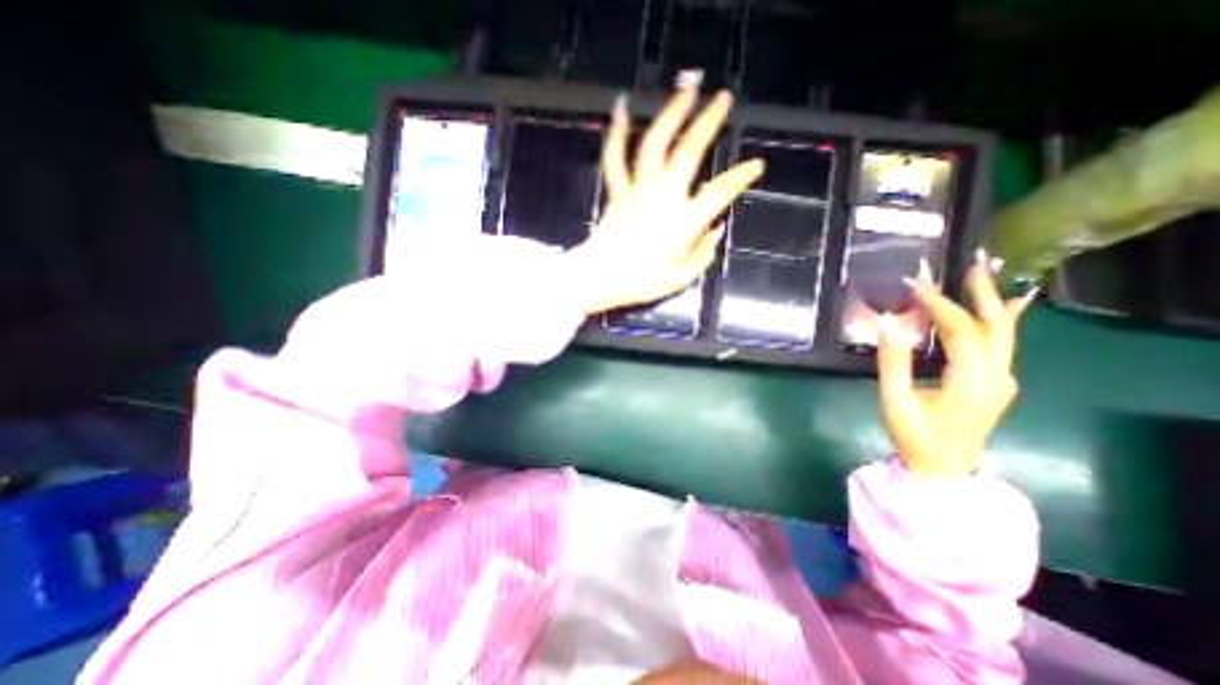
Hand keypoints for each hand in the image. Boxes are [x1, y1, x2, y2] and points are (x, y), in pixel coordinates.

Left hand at [563, 85, 758, 315]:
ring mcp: (637, 191)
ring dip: (670, 115)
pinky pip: (615, 160)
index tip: (756, 165)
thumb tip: (717, 229)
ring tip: (685, 90)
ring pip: (654, 146)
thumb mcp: (679, 279)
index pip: (719, 193)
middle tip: (723, 99)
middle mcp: (662, 199)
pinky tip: (622, 110)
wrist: (599, 279)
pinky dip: (618, 134)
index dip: (740, 178)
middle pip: (687, 153)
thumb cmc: (640, 282)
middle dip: (708, 123)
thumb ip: (702, 254)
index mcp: (682, 223)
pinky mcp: (618, 192)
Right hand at [879, 249, 1038, 478]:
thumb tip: (887, 324)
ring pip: (1002, 333)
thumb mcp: (895, 400)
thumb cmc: (915, 436)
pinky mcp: (994, 384)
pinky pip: (999, 345)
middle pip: (995, 326)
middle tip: (973, 263)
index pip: (961, 330)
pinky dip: (996, 322)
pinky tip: (1003, 307)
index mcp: (973, 380)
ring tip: (981, 276)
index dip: (939, 304)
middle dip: (982, 293)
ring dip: (990, 303)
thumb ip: (893, 361)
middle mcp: (997, 375)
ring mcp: (1001, 380)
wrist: (943, 469)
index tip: (915, 284)